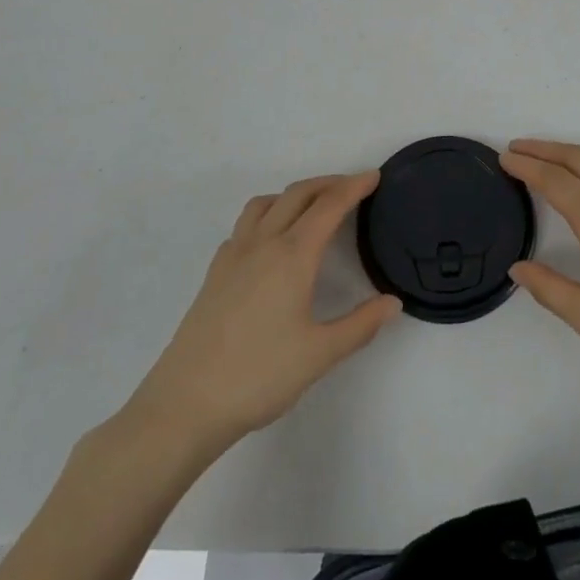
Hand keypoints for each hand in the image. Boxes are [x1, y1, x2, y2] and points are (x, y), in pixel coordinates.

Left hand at [119, 172, 400, 455]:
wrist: (185, 404)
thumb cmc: (259, 376)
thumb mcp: (320, 355)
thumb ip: (361, 325)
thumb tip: (393, 302)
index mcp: (292, 256)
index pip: (329, 207)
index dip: (354, 187)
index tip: (374, 176)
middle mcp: (262, 244)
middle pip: (297, 195)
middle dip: (327, 183)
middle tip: (353, 186)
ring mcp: (233, 256)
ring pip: (265, 204)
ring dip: (293, 194)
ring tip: (312, 206)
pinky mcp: (214, 274)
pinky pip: (243, 226)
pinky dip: (266, 216)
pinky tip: (270, 242)